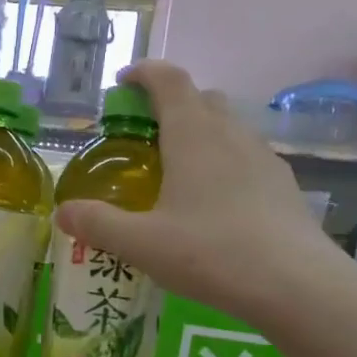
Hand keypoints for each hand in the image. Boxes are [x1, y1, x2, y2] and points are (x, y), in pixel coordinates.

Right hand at [58, 59, 355, 331]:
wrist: (293, 283)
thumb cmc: (210, 253)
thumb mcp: (141, 243)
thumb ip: (97, 224)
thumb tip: (62, 211)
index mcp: (193, 135)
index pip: (169, 81)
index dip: (145, 73)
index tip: (124, 83)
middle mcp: (231, 135)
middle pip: (202, 99)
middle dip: (172, 105)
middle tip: (146, 137)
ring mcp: (263, 158)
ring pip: (228, 129)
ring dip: (201, 135)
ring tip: (179, 174)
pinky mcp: (283, 185)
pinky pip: (247, 159)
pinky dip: (224, 165)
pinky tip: (215, 205)